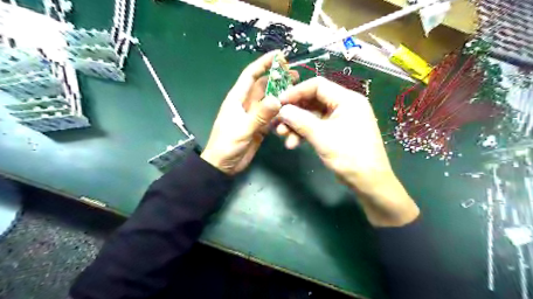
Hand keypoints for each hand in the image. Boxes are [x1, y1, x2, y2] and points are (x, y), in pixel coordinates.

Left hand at [201, 52, 298, 174]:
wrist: (223, 165)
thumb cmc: (226, 145)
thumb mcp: (242, 129)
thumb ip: (260, 115)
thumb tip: (278, 99)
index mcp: (237, 99)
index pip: (251, 75)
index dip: (263, 63)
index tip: (279, 55)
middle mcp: (246, 104)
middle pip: (264, 87)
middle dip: (278, 79)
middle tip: (296, 76)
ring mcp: (254, 116)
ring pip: (270, 102)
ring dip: (281, 97)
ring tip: (298, 94)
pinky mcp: (259, 127)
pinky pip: (272, 117)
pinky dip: (281, 114)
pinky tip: (291, 113)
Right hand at [277, 77, 417, 225]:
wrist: (368, 182)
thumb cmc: (350, 156)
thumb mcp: (322, 136)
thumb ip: (300, 120)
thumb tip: (282, 110)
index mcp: (347, 100)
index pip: (317, 86)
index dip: (296, 92)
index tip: (279, 102)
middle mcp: (343, 106)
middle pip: (312, 101)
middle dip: (294, 112)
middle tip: (278, 121)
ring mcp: (339, 120)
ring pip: (312, 116)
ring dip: (296, 125)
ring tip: (282, 135)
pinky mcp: (335, 132)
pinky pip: (316, 127)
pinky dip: (304, 134)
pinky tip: (293, 144)